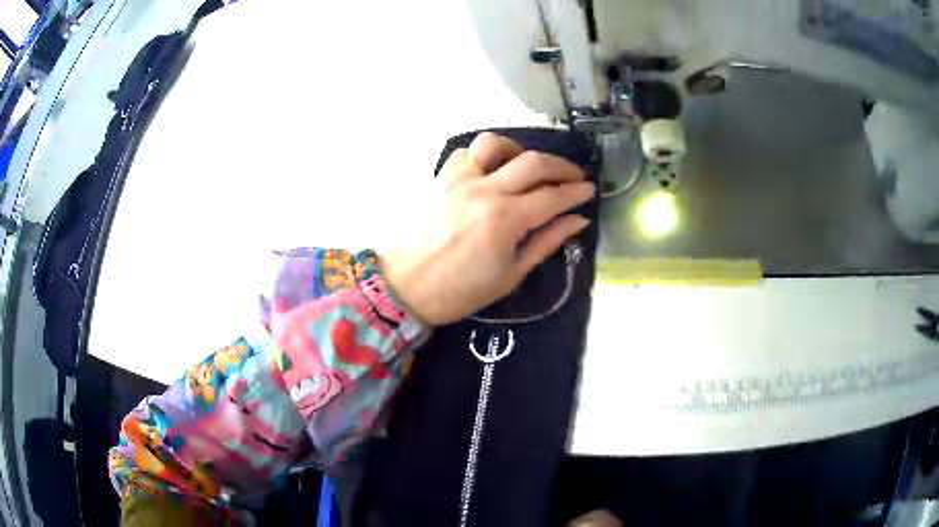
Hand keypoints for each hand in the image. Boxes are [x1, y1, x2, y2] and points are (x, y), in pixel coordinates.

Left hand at [382, 132, 594, 325]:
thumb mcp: (510, 275)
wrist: (404, 288)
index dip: (576, 191)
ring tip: (530, 167)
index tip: (590, 191)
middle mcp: (485, 190)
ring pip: (496, 144)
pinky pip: (467, 152)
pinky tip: (493, 170)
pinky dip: (486, 155)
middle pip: (532, 162)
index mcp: (505, 219)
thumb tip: (577, 221)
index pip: (552, 196)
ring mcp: (459, 180)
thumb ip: (546, 242)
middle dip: (561, 166)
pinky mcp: (440, 178)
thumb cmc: (459, 291)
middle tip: (575, 176)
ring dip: (521, 150)